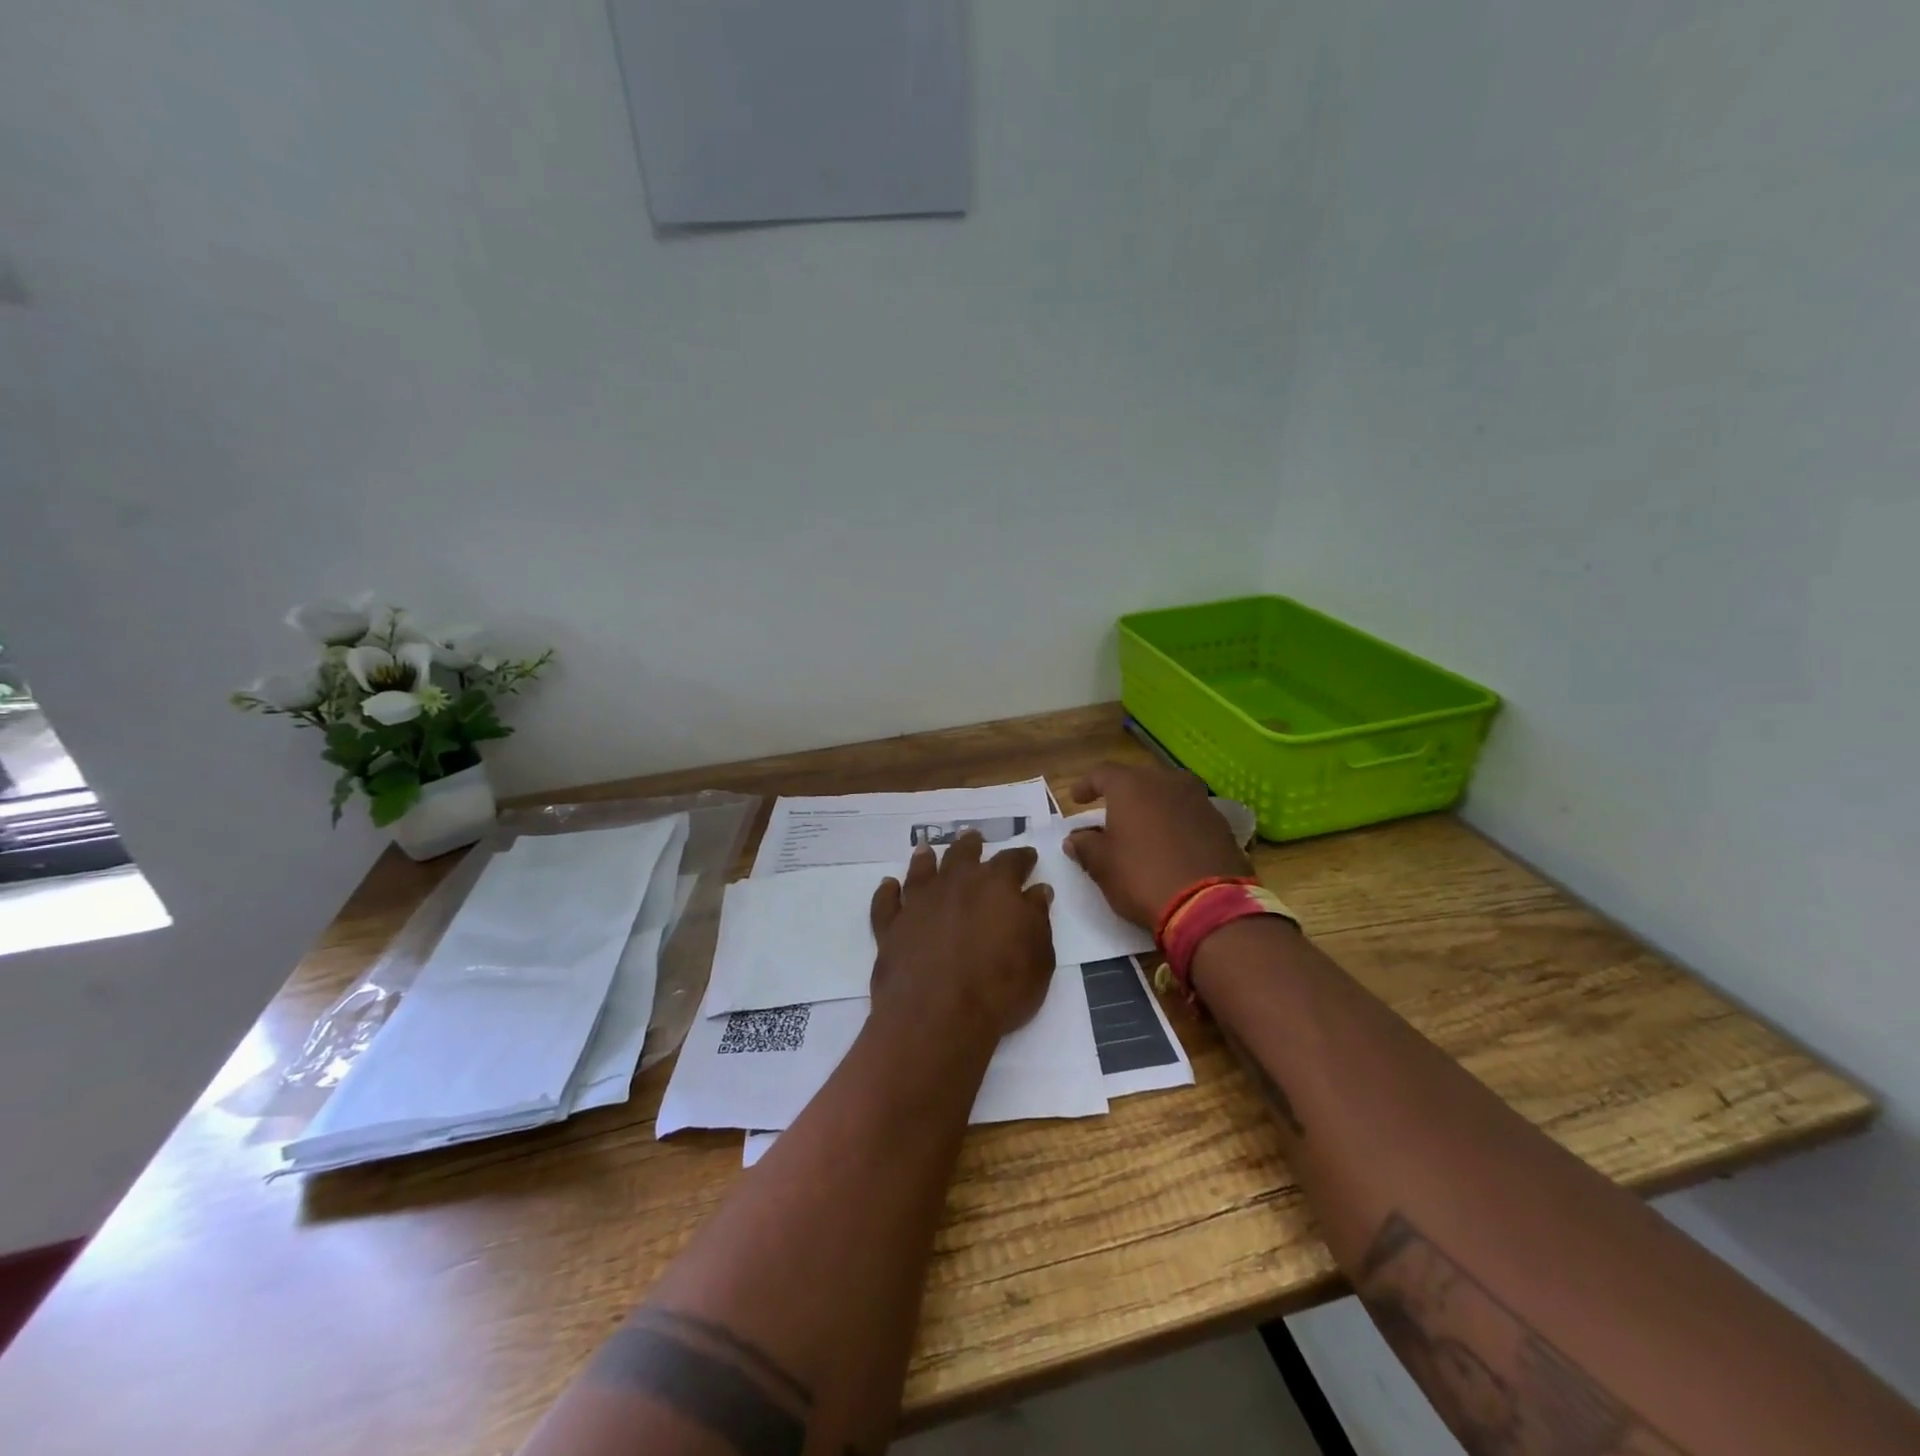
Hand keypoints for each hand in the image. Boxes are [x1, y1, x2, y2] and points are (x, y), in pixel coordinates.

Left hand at [868, 831, 1055, 1046]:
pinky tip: (888, 886)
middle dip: (971, 845)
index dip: (1022, 858)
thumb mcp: (1038, 956)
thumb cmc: (1000, 988)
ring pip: (921, 870)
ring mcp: (919, 902)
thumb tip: (1037, 890)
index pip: (1013, 861)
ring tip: (926, 851)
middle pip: (963, 854)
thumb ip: (1037, 918)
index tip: (1028, 856)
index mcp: (996, 885)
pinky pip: (886, 902)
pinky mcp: (891, 926)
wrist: (938, 1015)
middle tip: (973, 837)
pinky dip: (887, 892)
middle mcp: (955, 883)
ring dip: (925, 859)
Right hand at [1064, 762, 1252, 928]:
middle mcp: (1166, 781)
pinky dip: (1176, 821)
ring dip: (1152, 806)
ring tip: (1143, 827)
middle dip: (1122, 794)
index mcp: (1131, 785)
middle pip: (1138, 779)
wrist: (1209, 905)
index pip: (1102, 773)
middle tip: (1111, 812)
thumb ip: (1085, 845)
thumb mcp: (1102, 865)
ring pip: (1167, 793)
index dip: (1086, 785)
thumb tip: (1076, 838)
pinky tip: (1171, 842)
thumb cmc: (1143, 877)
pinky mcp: (1221, 822)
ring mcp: (1199, 799)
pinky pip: (1189, 813)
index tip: (1077, 799)